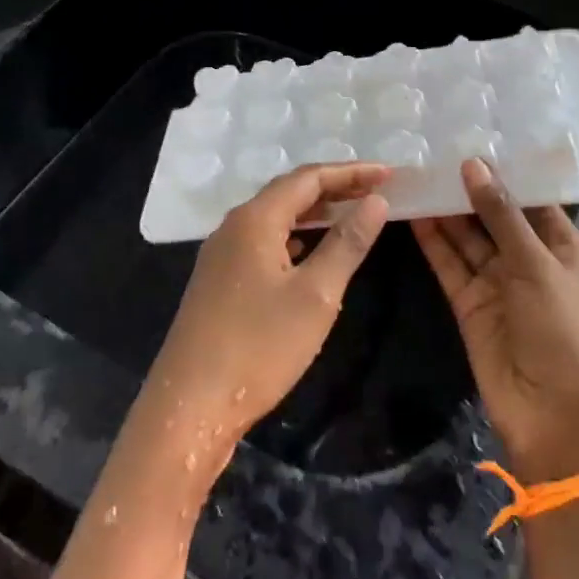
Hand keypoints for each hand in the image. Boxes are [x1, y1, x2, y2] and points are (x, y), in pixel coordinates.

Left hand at [145, 163, 391, 464]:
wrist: (189, 405)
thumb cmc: (258, 346)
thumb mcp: (315, 295)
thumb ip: (347, 243)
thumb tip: (376, 202)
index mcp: (255, 219)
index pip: (308, 178)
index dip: (350, 173)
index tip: (388, 174)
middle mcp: (234, 226)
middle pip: (289, 192)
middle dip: (333, 188)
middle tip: (375, 191)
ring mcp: (221, 253)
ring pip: (274, 217)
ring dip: (313, 212)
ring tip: (350, 214)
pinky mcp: (218, 279)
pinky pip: (263, 240)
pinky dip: (294, 236)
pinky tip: (308, 250)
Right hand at [415, 160, 578, 482]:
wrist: (555, 418)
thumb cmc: (563, 331)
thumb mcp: (536, 265)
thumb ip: (500, 214)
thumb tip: (473, 164)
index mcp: (558, 243)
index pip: (528, 195)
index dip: (502, 168)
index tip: (470, 132)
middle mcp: (526, 257)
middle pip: (492, 213)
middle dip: (466, 185)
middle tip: (431, 146)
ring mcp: (495, 280)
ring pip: (466, 236)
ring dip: (444, 209)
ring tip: (415, 170)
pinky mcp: (468, 302)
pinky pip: (449, 263)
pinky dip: (432, 240)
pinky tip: (411, 211)